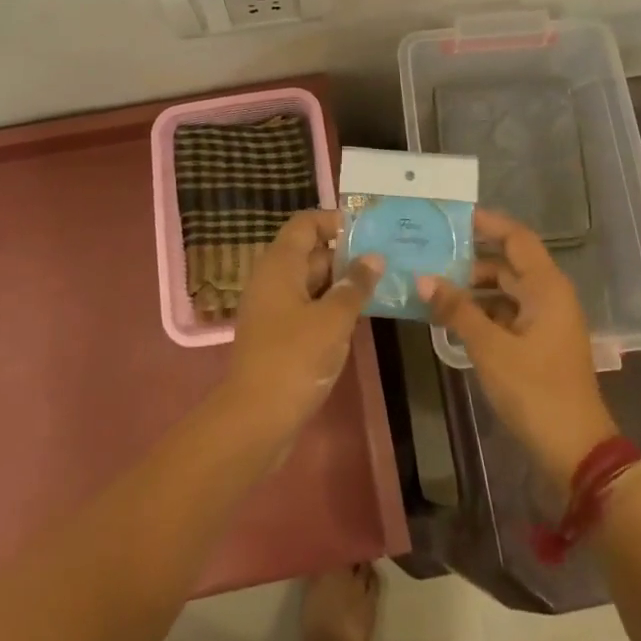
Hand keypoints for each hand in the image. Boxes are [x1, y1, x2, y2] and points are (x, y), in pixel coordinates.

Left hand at [227, 210, 382, 435]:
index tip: (368, 230)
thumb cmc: (295, 359)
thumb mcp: (333, 319)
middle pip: (309, 252)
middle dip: (345, 254)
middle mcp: (272, 279)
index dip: (334, 221)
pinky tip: (358, 317)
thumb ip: (355, 286)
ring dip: (341, 283)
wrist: (255, 419)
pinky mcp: (277, 335)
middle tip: (385, 259)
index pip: (305, 224)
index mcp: (280, 265)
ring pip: (310, 282)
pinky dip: (330, 307)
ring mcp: (273, 309)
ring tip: (381, 285)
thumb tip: (374, 258)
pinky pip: (307, 307)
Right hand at [420, 208, 618, 485]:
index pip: (516, 238)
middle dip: (471, 260)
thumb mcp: (490, 348)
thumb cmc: (535, 391)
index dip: (487, 224)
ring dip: (475, 289)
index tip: (453, 218)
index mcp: (546, 287)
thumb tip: (423, 278)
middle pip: (509, 264)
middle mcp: (550, 295)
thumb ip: (457, 310)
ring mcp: (547, 321)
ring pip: (507, 291)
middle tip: (431, 256)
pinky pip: (509, 314)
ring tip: (435, 289)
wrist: (577, 451)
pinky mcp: (541, 344)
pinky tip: (454, 319)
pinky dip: (484, 312)